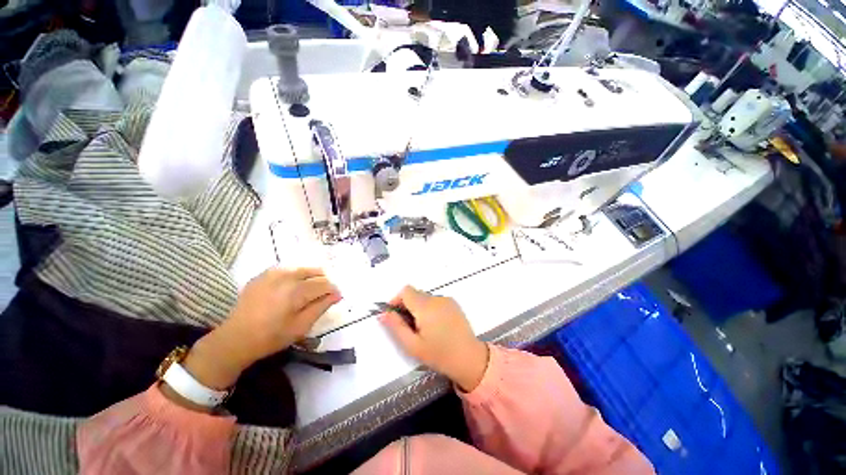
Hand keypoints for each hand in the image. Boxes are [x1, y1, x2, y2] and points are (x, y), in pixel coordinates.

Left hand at [179, 268, 340, 391]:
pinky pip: (287, 270)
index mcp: (296, 291)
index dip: (333, 290)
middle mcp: (286, 277)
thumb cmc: (271, 337)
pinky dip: (296, 275)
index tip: (336, 297)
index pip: (324, 284)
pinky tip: (293, 286)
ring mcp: (272, 274)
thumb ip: (321, 307)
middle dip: (323, 282)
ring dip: (311, 277)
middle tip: (324, 294)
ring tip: (310, 290)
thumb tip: (336, 295)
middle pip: (315, 272)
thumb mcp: (301, 327)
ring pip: (302, 268)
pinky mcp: (263, 275)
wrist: (235, 339)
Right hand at [380, 286, 488, 391]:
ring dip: (418, 308)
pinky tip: (435, 326)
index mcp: (425, 306)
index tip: (395, 316)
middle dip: (407, 306)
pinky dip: (429, 309)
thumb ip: (396, 327)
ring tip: (423, 329)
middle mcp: (436, 298)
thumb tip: (382, 313)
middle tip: (409, 327)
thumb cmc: (439, 354)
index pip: (405, 291)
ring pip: (425, 298)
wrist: (469, 358)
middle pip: (415, 294)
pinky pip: (435, 301)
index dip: (396, 300)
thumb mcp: (413, 345)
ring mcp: (447, 300)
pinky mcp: (454, 304)